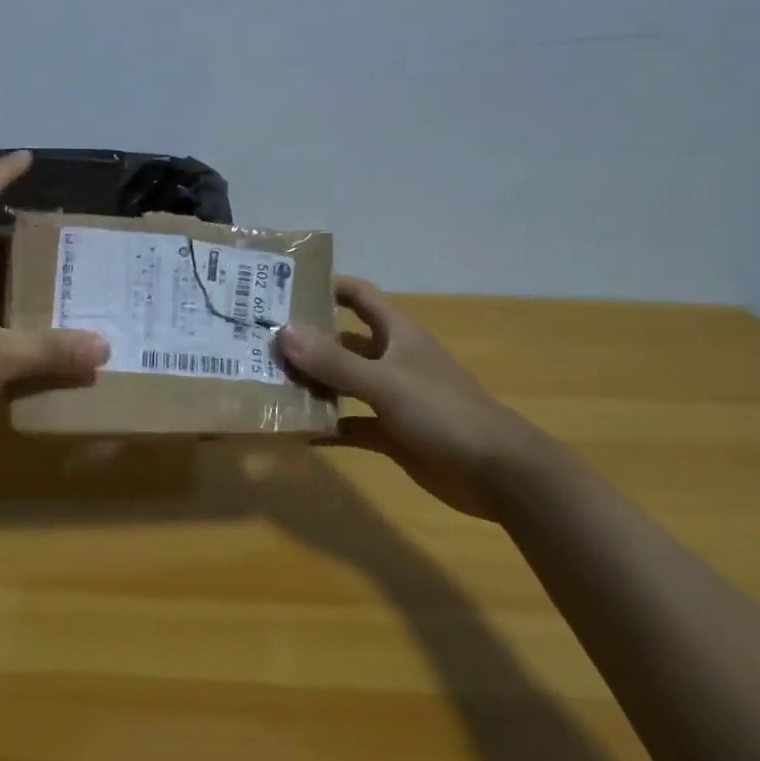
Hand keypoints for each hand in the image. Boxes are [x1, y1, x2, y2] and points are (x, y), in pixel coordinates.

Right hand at [277, 278, 553, 519]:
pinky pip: (349, 424)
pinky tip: (294, 432)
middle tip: (260, 340)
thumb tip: (283, 331)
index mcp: (398, 335)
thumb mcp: (385, 383)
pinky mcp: (391, 433)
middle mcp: (392, 360)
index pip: (359, 296)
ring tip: (266, 382)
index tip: (283, 287)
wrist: (499, 474)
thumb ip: (335, 360)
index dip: (327, 286)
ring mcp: (391, 398)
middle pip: (342, 340)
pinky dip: (325, 426)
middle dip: (306, 339)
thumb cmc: (445, 414)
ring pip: (342, 383)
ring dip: (311, 383)